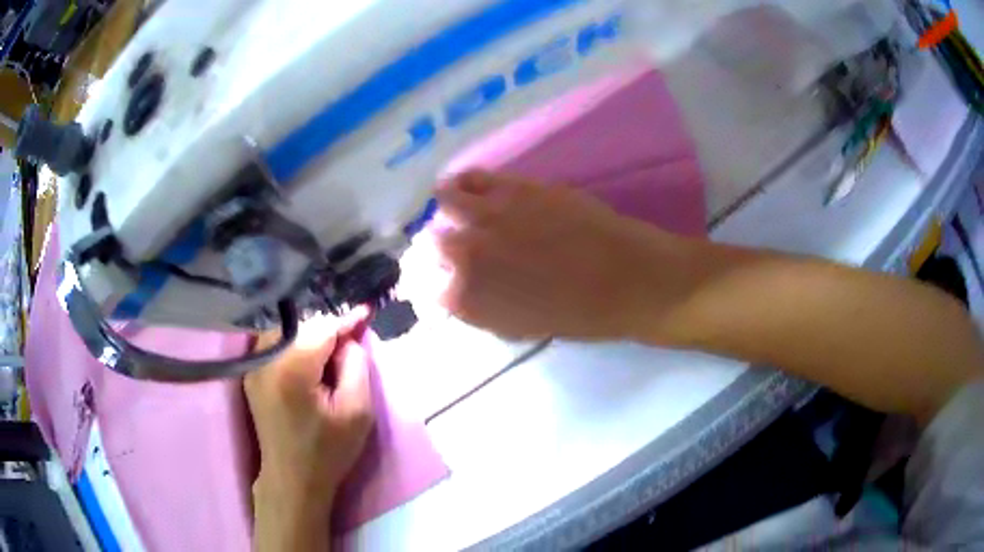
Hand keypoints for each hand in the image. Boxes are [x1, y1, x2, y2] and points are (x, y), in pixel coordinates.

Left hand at [245, 311, 373, 549]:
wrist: (292, 478)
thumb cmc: (328, 450)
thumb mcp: (357, 411)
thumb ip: (356, 365)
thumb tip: (348, 339)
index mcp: (290, 368)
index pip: (321, 327)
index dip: (345, 321)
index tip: (366, 313)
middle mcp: (264, 358)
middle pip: (302, 325)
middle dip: (327, 330)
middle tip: (349, 346)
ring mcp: (253, 365)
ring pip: (287, 331)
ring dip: (310, 336)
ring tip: (330, 356)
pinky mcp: (250, 373)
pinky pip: (275, 344)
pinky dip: (294, 344)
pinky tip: (309, 362)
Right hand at [433, 171, 693, 340]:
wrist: (627, 279)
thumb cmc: (578, 316)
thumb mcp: (519, 327)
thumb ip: (479, 310)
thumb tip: (457, 292)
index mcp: (468, 298)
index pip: (430, 288)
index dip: (438, 281)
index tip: (447, 278)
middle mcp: (467, 253)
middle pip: (433, 241)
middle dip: (442, 245)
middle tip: (457, 245)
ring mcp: (489, 215)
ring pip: (446, 199)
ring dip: (448, 206)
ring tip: (456, 206)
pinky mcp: (515, 187)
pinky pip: (475, 177)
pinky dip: (467, 181)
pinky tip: (471, 184)